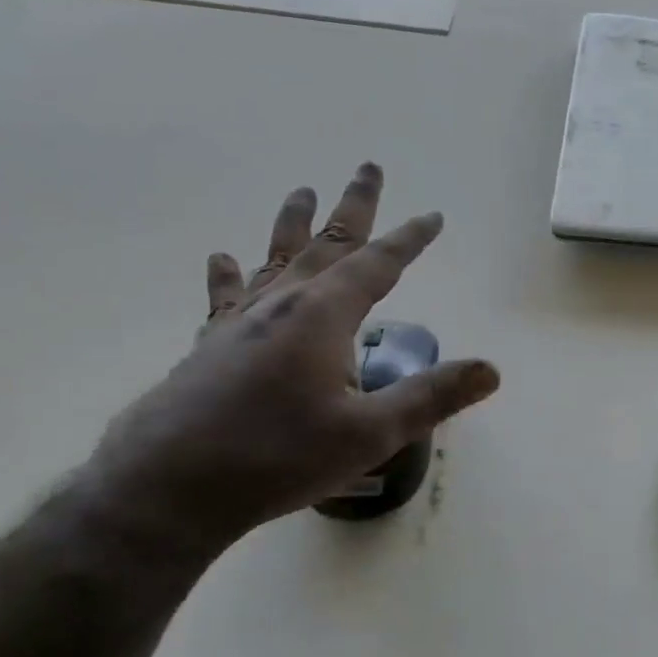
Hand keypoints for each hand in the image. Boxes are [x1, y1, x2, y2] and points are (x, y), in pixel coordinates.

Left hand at [85, 164, 499, 553]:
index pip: (379, 264)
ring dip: (294, 224)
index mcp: (324, 316)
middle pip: (327, 243)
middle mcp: (283, 304)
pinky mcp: (211, 346)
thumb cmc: (278, 457)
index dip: (410, 239)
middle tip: (368, 168)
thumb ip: (432, 397)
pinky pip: (227, 297)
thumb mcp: (371, 434)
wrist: (167, 488)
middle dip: (354, 206)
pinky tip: (223, 260)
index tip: (432, 216)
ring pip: (277, 259)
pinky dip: (230, 276)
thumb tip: (490, 370)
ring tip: (302, 192)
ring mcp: (240, 322)